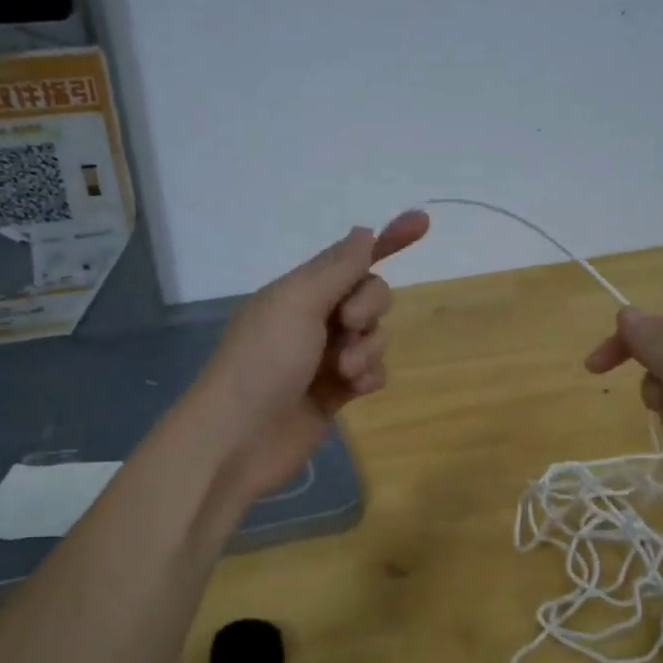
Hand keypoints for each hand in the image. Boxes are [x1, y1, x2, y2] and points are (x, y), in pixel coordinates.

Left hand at [192, 210, 429, 506]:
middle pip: (370, 296)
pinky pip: (372, 373)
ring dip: (367, 350)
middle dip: (370, 308)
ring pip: (375, 337)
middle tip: (348, 325)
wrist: (239, 439)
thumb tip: (364, 232)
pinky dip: (368, 378)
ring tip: (342, 372)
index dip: (388, 240)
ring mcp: (325, 357)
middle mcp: (314, 318)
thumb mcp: (297, 303)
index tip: (423, 222)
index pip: (352, 257)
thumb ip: (337, 269)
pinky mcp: (335, 393)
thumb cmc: (263, 361)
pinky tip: (352, 391)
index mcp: (300, 290)